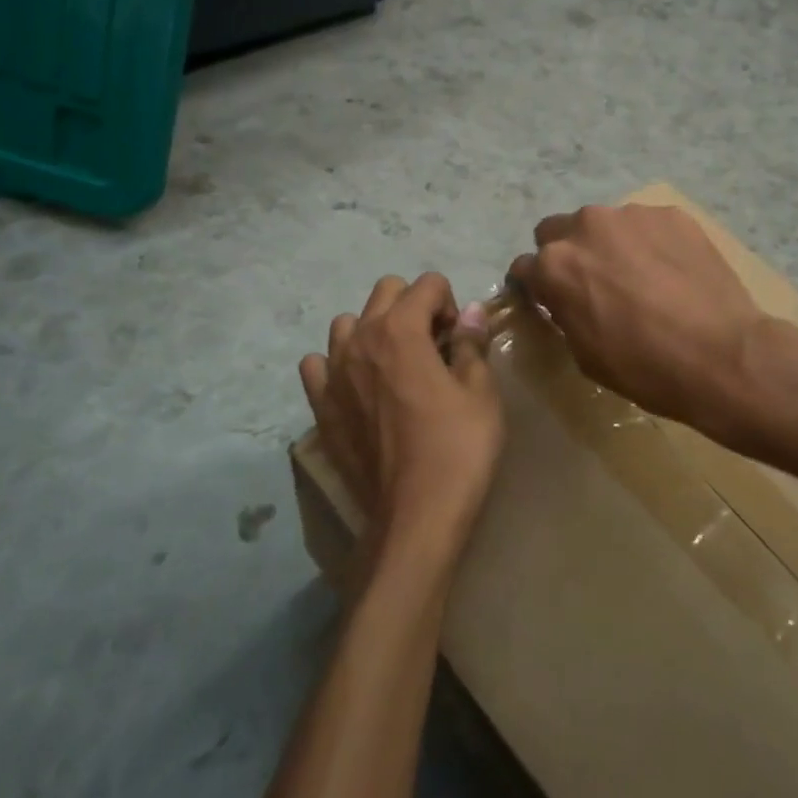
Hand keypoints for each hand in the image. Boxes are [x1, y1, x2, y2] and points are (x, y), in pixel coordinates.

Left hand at [299, 273, 502, 573]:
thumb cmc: (458, 448)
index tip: (459, 340)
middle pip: (386, 292)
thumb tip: (470, 311)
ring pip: (347, 323)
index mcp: (401, 329)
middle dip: (414, 306)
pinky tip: (358, 387)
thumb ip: (471, 343)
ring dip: (373, 330)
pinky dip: (337, 365)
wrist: (416, 513)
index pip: (427, 283)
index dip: (451, 304)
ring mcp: (333, 372)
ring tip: (395, 365)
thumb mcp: (480, 392)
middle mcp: (360, 339)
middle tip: (434, 346)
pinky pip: (317, 364)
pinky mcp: (320, 405)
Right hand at [509, 204, 766, 429]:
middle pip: (557, 231)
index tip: (547, 299)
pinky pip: (646, 225)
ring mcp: (631, 215)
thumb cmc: (644, 367)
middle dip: (566, 254)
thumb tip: (562, 299)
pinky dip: (650, 243)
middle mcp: (585, 227)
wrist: (722, 355)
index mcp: (555, 266)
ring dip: (610, 245)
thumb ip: (563, 312)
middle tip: (593, 283)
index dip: (533, 286)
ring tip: (641, 277)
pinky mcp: (671, 214)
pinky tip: (672, 272)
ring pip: (604, 224)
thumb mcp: (584, 353)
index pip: (523, 267)